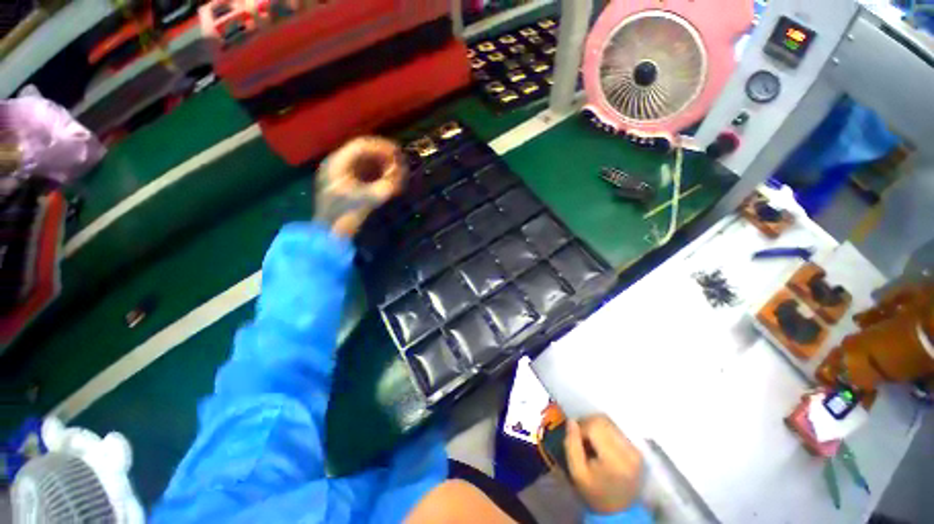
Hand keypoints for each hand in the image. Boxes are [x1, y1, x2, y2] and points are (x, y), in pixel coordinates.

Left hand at [313, 136, 406, 236]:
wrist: (329, 234)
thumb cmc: (345, 216)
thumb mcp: (368, 200)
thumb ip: (386, 185)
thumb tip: (402, 175)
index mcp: (337, 163)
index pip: (362, 145)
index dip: (383, 147)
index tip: (399, 153)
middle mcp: (337, 164)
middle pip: (363, 152)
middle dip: (384, 156)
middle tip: (401, 163)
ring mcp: (340, 174)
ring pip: (364, 162)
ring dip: (381, 165)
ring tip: (397, 171)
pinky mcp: (345, 185)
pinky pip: (363, 173)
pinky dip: (377, 174)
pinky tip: (387, 180)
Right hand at [564, 415, 643, 514]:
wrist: (619, 512)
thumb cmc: (595, 493)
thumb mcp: (577, 473)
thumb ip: (571, 445)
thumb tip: (571, 421)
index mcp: (614, 459)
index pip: (594, 426)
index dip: (581, 428)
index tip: (576, 439)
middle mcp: (629, 451)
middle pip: (603, 421)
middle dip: (588, 424)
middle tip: (581, 437)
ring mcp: (636, 450)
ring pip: (610, 422)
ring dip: (596, 426)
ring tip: (591, 441)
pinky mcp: (638, 449)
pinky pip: (617, 429)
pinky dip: (605, 431)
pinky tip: (601, 443)